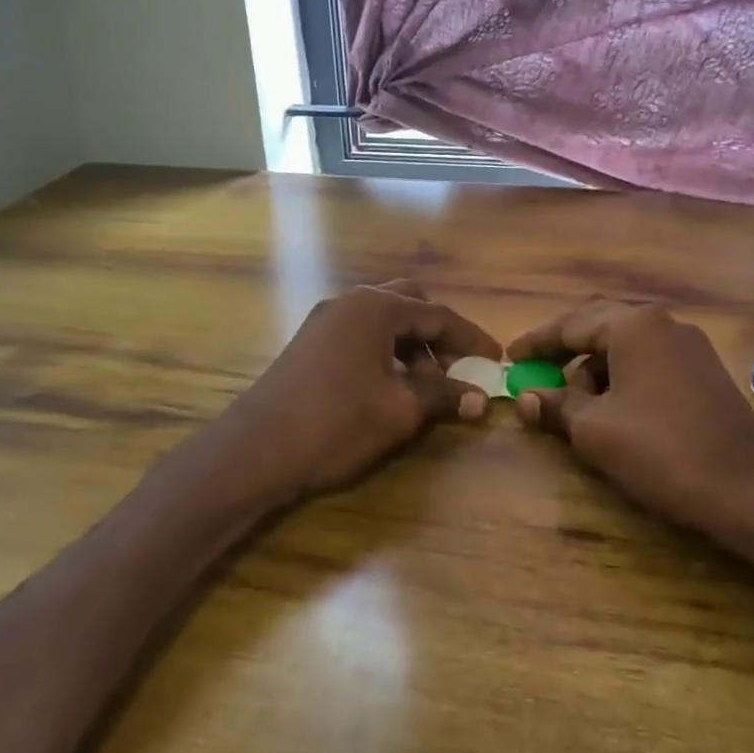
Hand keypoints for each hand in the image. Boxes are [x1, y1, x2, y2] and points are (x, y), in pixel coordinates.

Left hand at [213, 280, 501, 505]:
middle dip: (439, 335)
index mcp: (375, 308)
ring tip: (427, 387)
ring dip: (413, 346)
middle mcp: (350, 302)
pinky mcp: (311, 343)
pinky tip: (392, 387)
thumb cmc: (336, 423)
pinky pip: (362, 336)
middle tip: (458, 369)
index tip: (497, 362)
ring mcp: (325, 321)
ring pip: (384, 322)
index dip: (472, 339)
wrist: (256, 449)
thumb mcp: (399, 411)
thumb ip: (443, 396)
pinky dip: (387, 353)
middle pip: (410, 305)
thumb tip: (479, 398)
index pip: (438, 314)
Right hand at [508, 300, 753, 536]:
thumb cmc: (659, 450)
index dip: (536, 343)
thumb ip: (556, 406)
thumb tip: (527, 398)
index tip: (510, 357)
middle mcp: (664, 324)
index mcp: (634, 326)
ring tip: (576, 406)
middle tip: (537, 373)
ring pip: (626, 347)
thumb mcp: (594, 430)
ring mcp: (689, 347)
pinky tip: (614, 411)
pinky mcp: (705, 373)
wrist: (747, 488)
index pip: (570, 325)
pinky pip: (649, 363)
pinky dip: (622, 379)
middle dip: (565, 352)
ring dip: (594, 369)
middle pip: (599, 327)